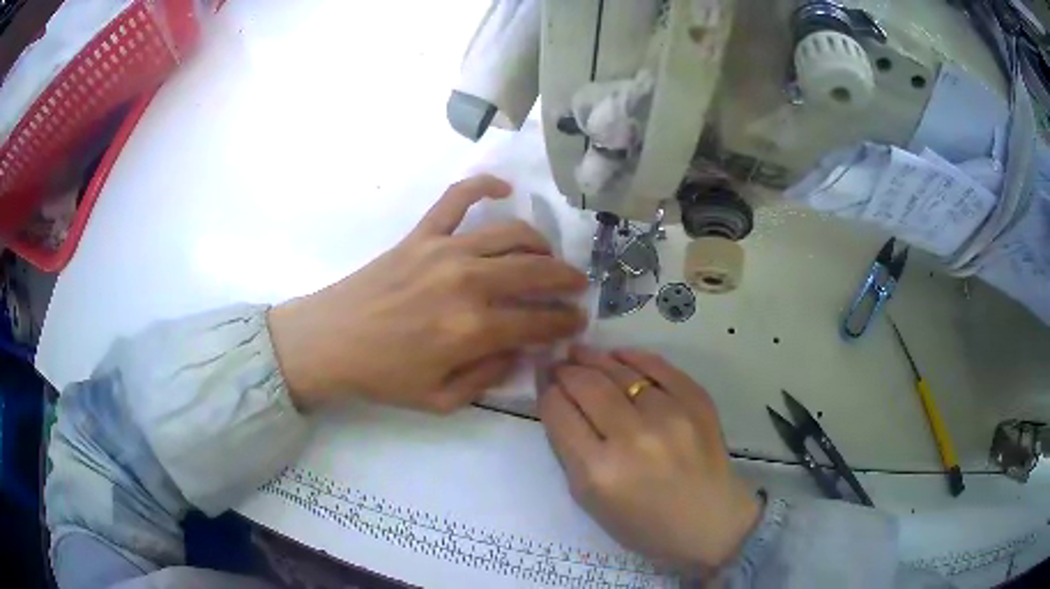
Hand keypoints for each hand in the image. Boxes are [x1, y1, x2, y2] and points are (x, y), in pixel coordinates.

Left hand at [269, 174, 588, 412]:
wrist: (328, 341)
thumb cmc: (382, 376)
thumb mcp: (440, 400)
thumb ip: (489, 377)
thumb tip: (523, 350)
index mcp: (472, 329)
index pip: (538, 321)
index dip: (565, 322)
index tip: (578, 320)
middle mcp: (466, 282)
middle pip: (535, 271)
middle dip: (566, 279)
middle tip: (577, 285)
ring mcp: (443, 250)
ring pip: (511, 234)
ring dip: (539, 244)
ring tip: (547, 255)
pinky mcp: (421, 233)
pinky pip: (457, 197)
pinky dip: (484, 185)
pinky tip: (504, 188)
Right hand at [539, 346, 758, 572]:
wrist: (709, 523)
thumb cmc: (643, 524)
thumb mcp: (589, 500)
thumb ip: (569, 451)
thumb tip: (558, 403)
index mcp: (597, 471)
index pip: (559, 412)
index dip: (546, 390)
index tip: (543, 380)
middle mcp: (632, 438)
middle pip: (586, 385)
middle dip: (565, 370)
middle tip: (557, 363)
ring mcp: (669, 416)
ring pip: (619, 371)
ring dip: (594, 358)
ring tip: (580, 352)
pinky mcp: (697, 402)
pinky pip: (658, 367)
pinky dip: (633, 357)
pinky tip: (618, 355)